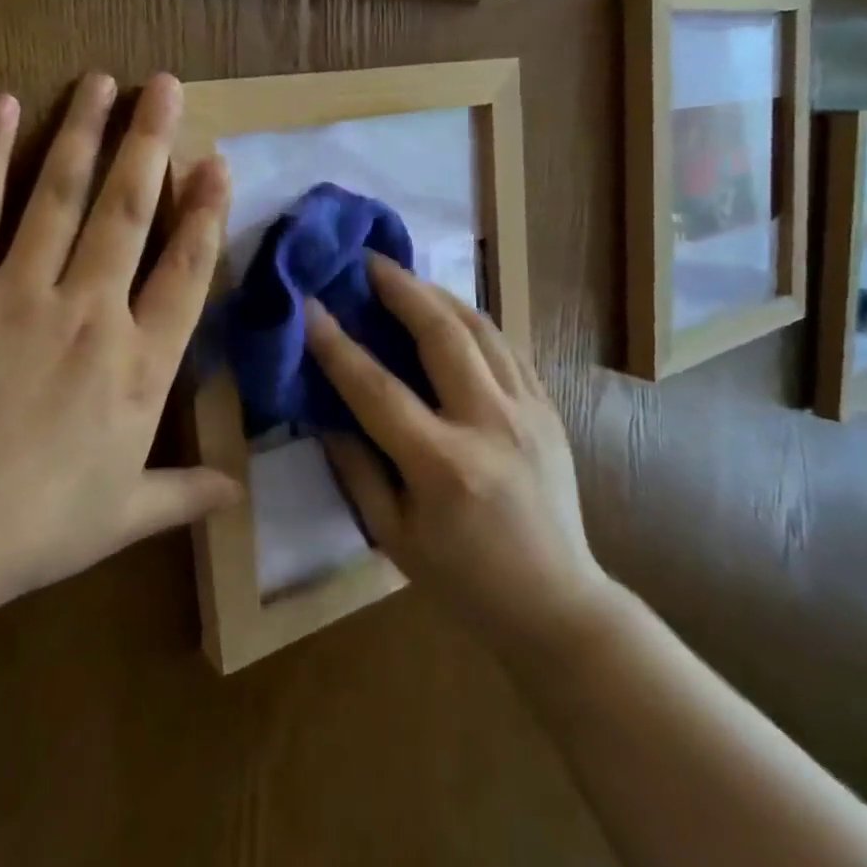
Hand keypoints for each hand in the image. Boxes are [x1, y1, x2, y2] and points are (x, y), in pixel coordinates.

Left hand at [0, 72, 241, 637]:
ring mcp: (19, 291)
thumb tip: (240, 492)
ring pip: (61, 194)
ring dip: (84, 133)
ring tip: (102, 82)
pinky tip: (2, 107)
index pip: (185, 271)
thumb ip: (184, 493)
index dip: (205, 212)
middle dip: (151, 143)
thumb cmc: (30, 529)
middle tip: (164, 86)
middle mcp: (91, 312)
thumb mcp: (121, 516)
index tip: (216, 162)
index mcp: (138, 366)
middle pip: (128, 211)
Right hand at [304, 257, 610, 657]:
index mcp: (442, 466)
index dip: (336, 344)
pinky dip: (473, 321)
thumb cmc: (463, 581)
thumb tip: (326, 410)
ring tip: (406, 278)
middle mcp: (488, 425)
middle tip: (368, 261)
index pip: (377, 388)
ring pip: (481, 329)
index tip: (310, 304)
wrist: (557, 605)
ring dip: (438, 294)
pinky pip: (507, 347)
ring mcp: (527, 411)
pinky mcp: (548, 409)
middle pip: (441, 334)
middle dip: (400, 289)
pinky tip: (450, 313)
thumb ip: (354, 467)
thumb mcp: (391, 536)